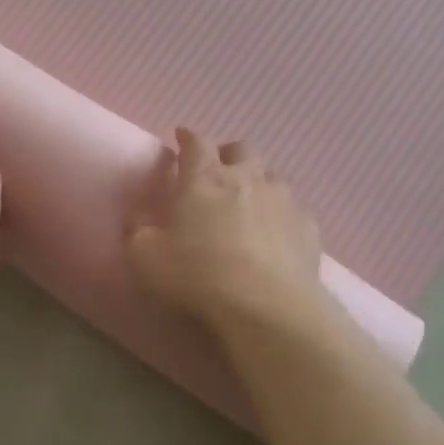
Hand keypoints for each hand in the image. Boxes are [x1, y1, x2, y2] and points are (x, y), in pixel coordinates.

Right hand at [126, 128, 326, 329]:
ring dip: (257, 181)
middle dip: (226, 154)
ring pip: (271, 175)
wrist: (267, 306)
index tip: (180, 138)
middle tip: (216, 170)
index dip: (187, 138)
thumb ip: (136, 233)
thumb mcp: (145, 258)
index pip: (196, 143)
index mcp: (204, 179)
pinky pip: (293, 209)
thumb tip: (135, 219)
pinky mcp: (308, 227)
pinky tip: (275, 234)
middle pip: (240, 149)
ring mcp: (283, 200)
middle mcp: (247, 178)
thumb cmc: (198, 275)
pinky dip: (280, 214)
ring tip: (247, 201)